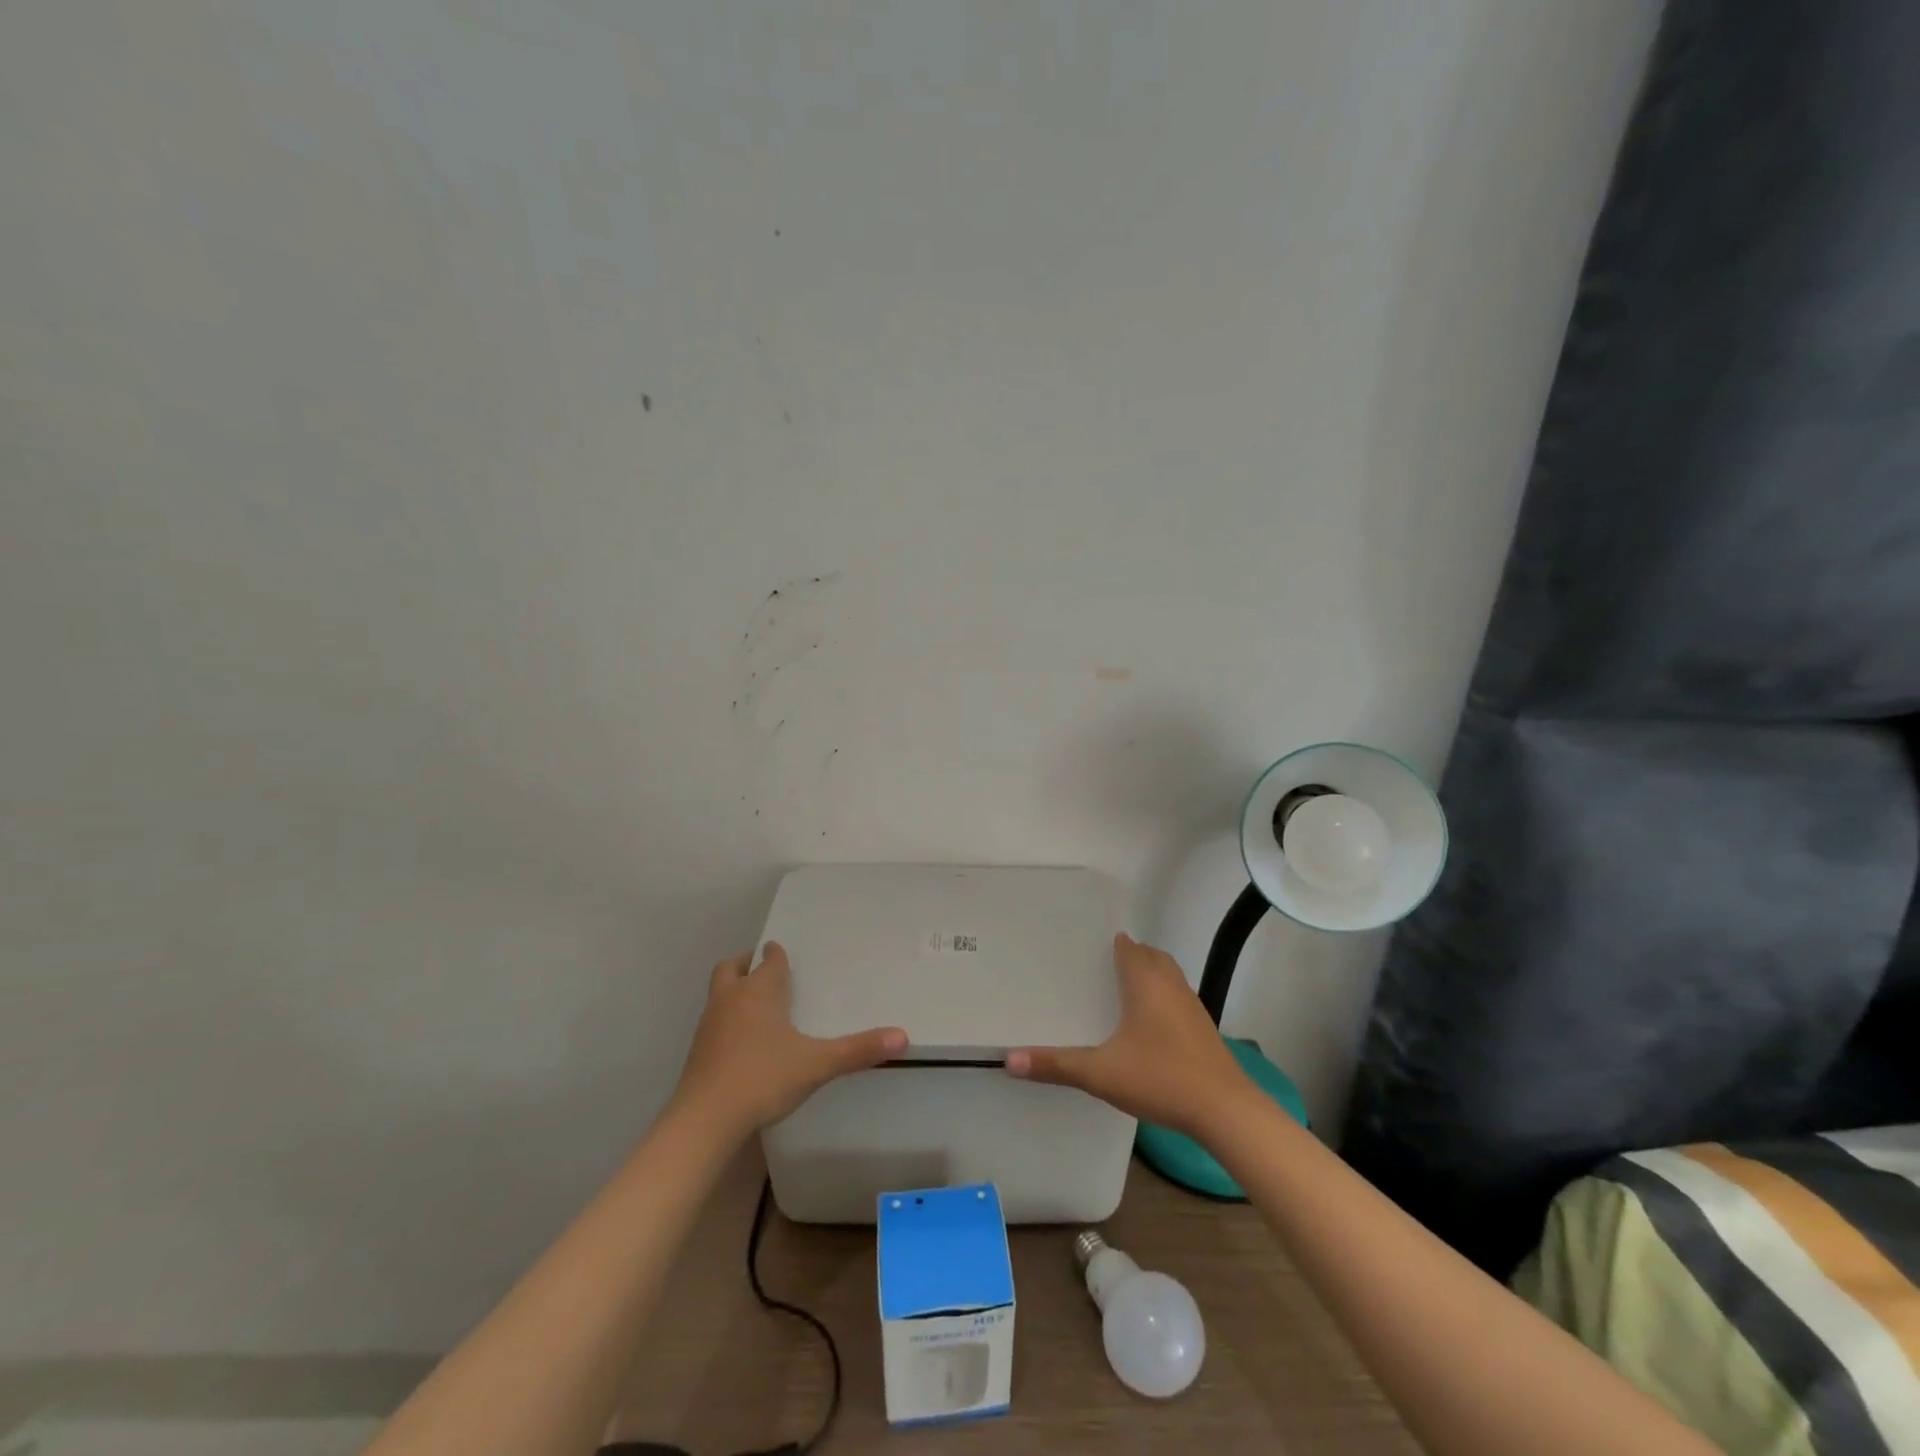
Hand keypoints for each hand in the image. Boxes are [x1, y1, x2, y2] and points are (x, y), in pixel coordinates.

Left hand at [670, 942, 906, 1140]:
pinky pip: (713, 1022)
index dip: (775, 955)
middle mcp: (730, 1000)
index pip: (767, 961)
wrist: (704, 1121)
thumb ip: (858, 1050)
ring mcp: (709, 1026)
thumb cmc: (762, 1078)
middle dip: (745, 963)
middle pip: (731, 968)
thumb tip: (903, 1036)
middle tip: (760, 968)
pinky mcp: (697, 1052)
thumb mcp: (817, 1064)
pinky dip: (726, 1020)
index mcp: (758, 992)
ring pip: (718, 994)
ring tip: (754, 1004)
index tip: (781, 952)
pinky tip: (742, 1043)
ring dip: (733, 991)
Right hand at [1005, 932, 1254, 1137]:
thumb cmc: (1161, 1078)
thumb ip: (1056, 1065)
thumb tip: (1009, 1059)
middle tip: (1097, 969)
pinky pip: (1176, 999)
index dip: (1107, 943)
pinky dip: (1160, 1000)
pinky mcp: (1203, 1029)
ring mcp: (1191, 1006)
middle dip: (1128, 957)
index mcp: (1145, 981)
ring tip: (1118, 994)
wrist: (1226, 1111)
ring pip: (1167, 976)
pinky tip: (1145, 1028)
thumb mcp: (1101, 1073)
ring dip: (1147, 977)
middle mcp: (1170, 984)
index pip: (1126, 946)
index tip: (1083, 948)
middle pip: (1149, 956)